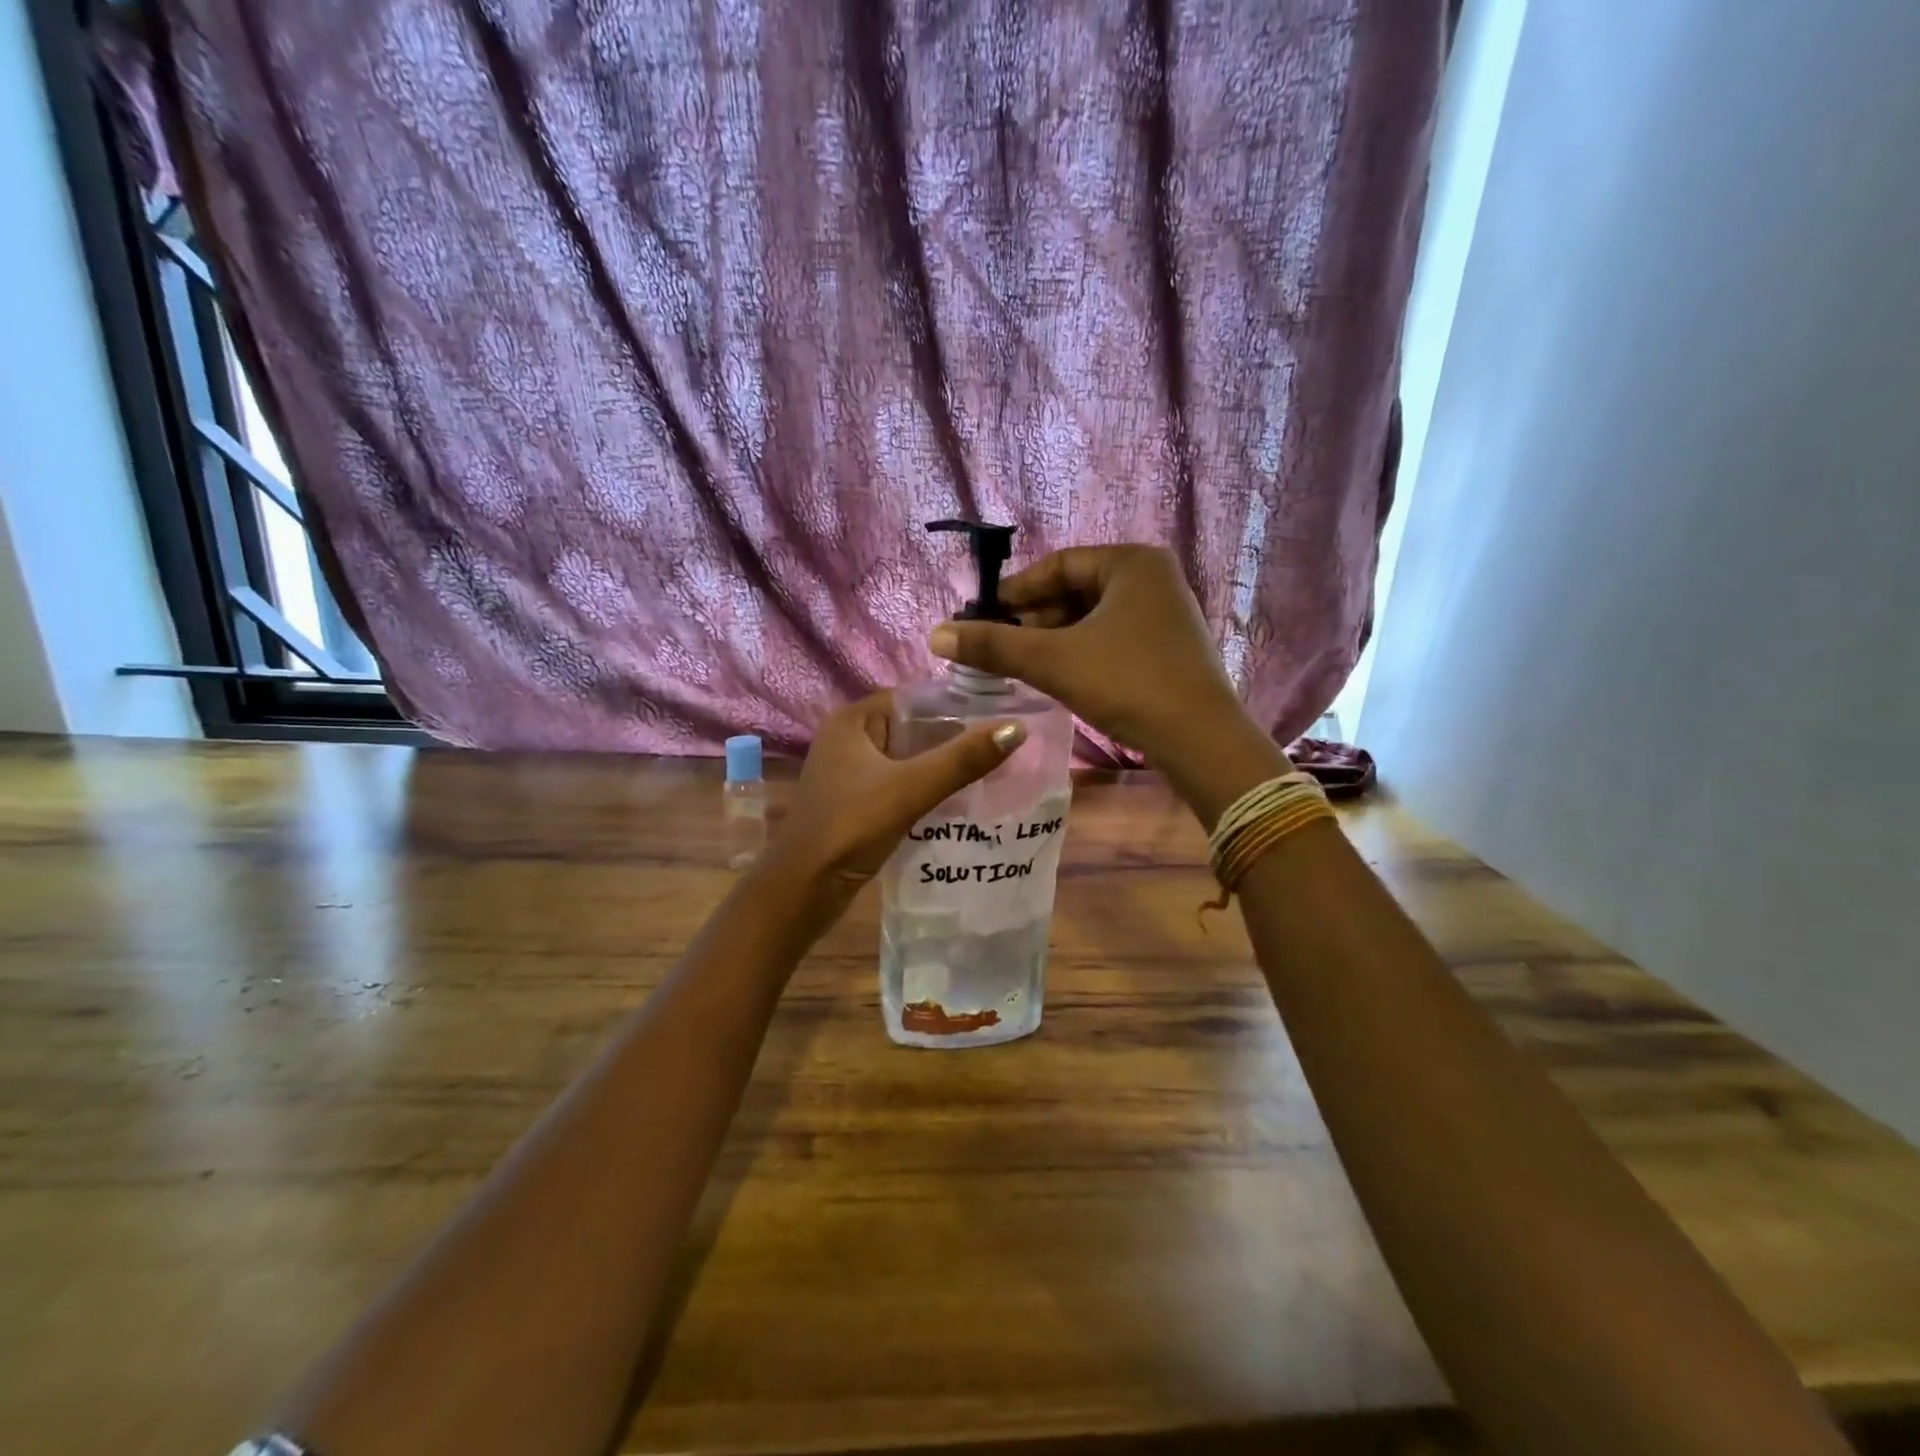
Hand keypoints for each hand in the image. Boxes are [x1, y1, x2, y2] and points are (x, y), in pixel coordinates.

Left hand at [773, 691, 1025, 896]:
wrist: (804, 890)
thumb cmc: (851, 827)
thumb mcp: (911, 788)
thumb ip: (962, 759)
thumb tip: (1017, 728)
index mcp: (852, 720)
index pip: (913, 698)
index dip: (955, 705)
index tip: (1000, 714)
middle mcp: (848, 739)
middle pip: (912, 729)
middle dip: (954, 738)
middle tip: (1004, 745)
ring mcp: (849, 773)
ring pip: (907, 759)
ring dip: (941, 766)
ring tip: (992, 769)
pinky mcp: (856, 802)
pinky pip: (899, 784)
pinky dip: (926, 788)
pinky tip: (959, 799)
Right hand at [926, 545, 1245, 769]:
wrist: (1200, 740)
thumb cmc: (1127, 683)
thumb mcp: (1054, 661)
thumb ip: (994, 645)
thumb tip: (936, 634)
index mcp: (1132, 562)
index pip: (1059, 565)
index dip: (1016, 590)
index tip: (983, 614)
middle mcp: (1154, 578)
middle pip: (1076, 590)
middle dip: (1034, 617)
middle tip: (998, 643)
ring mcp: (1167, 613)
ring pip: (1094, 617)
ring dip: (1055, 637)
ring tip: (1020, 662)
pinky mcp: (1170, 647)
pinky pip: (1113, 637)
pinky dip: (1081, 650)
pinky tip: (1058, 674)